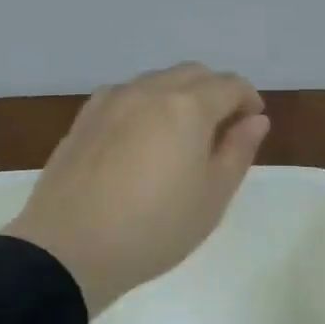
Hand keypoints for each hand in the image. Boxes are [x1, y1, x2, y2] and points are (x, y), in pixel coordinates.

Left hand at [2, 63, 270, 314]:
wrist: (69, 249)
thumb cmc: (154, 228)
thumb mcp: (212, 196)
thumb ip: (238, 150)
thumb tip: (255, 119)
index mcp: (188, 106)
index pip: (229, 85)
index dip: (248, 100)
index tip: (251, 125)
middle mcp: (149, 90)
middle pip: (194, 74)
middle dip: (216, 92)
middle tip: (222, 130)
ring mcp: (112, 100)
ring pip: (158, 81)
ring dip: (180, 95)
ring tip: (182, 137)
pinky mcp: (85, 117)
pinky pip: (127, 95)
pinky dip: (147, 104)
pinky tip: (142, 139)